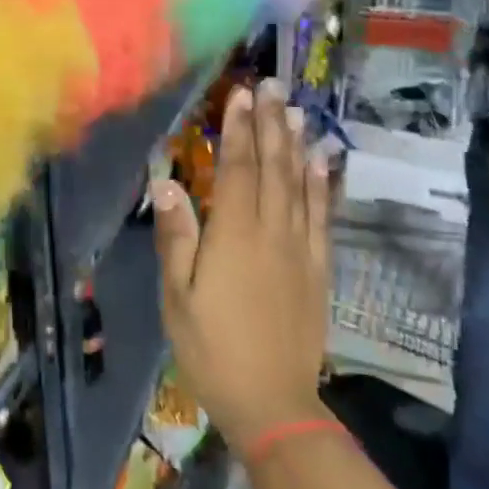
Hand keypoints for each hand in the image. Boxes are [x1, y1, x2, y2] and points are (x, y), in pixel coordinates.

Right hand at [151, 82, 329, 446]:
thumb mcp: (178, 297)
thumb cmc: (212, 348)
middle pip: (272, 166)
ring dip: (297, 144)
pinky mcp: (319, 268)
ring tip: (297, 111)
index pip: (237, 168)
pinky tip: (323, 163)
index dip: (238, 129)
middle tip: (272, 86)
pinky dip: (323, 185)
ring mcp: (301, 249)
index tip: (241, 95)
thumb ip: (176, 236)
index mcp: (234, 235)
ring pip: (300, 184)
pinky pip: (323, 216)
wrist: (273, 403)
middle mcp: (272, 231)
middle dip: (270, 123)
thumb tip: (165, 181)